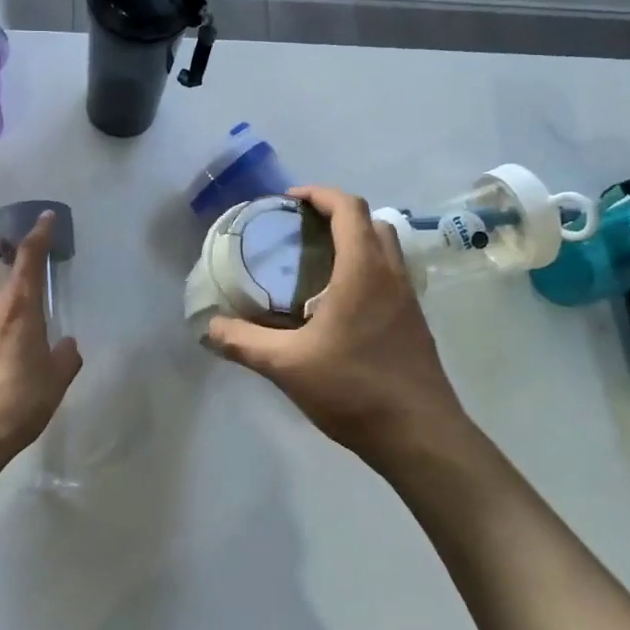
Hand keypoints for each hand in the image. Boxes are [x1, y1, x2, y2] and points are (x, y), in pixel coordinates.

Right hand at [205, 187, 471, 468]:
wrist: (420, 435)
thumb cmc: (353, 389)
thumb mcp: (287, 365)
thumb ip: (244, 342)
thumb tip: (209, 328)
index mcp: (363, 270)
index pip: (348, 208)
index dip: (318, 194)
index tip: (289, 200)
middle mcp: (391, 274)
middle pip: (370, 222)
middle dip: (335, 215)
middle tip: (299, 231)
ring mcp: (408, 299)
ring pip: (384, 249)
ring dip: (354, 242)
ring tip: (314, 263)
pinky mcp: (414, 323)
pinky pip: (389, 276)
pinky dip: (364, 270)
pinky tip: (336, 305)